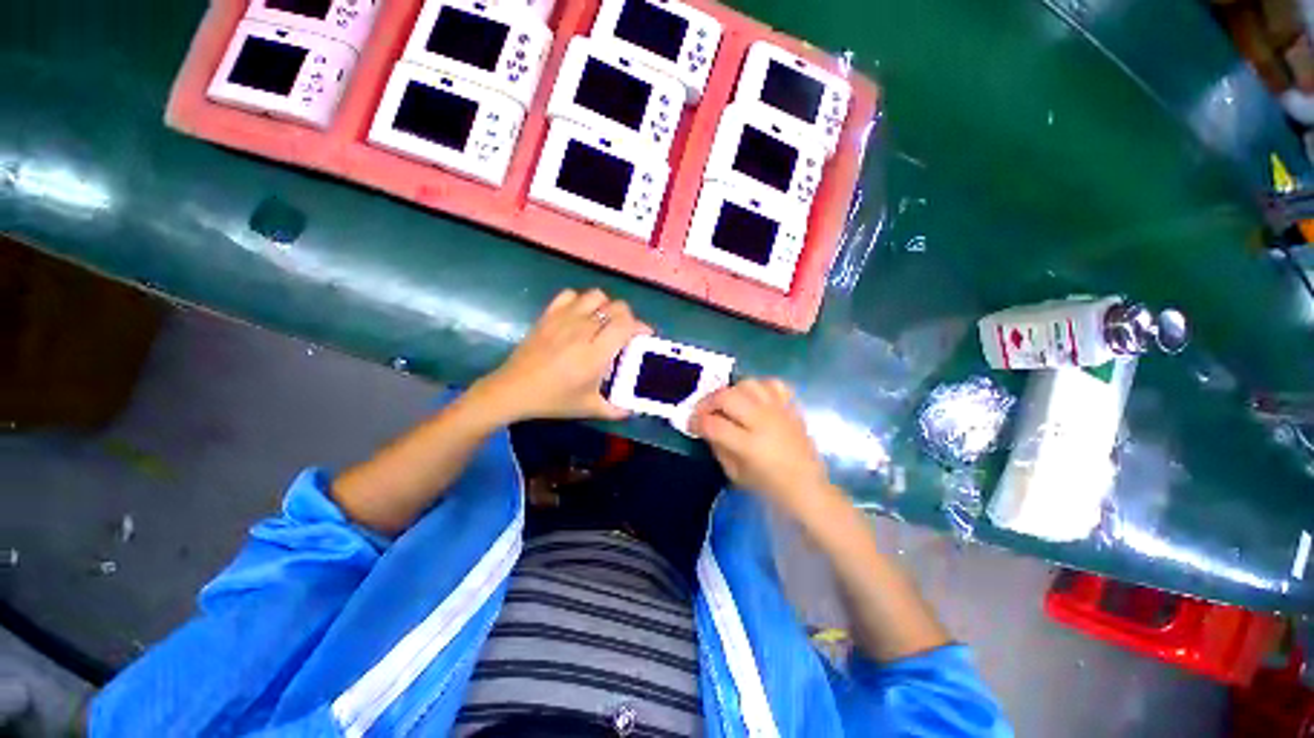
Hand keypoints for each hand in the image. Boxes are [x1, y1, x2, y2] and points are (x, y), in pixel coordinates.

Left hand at [474, 289, 650, 422]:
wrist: (513, 390)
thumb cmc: (553, 400)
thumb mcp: (588, 408)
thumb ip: (614, 409)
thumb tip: (631, 410)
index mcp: (596, 353)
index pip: (626, 324)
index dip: (641, 326)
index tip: (644, 335)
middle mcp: (583, 330)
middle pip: (616, 306)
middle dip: (628, 316)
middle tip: (625, 332)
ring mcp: (564, 319)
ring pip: (596, 296)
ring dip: (605, 305)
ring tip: (603, 321)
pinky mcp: (549, 315)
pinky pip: (570, 295)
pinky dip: (580, 301)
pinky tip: (579, 315)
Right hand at [690, 378, 835, 517]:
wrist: (807, 486)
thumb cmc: (769, 486)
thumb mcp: (735, 474)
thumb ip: (717, 447)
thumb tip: (705, 427)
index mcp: (749, 445)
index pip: (713, 424)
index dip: (696, 422)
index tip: (691, 425)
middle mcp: (763, 422)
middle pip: (727, 397)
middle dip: (708, 402)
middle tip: (704, 412)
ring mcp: (779, 411)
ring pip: (748, 384)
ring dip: (731, 392)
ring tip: (727, 404)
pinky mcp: (791, 406)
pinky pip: (773, 383)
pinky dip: (759, 386)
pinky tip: (752, 398)